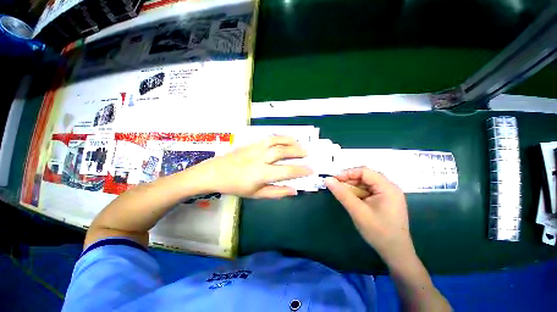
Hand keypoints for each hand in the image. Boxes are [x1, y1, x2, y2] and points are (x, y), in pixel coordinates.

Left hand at [197, 136, 312, 197]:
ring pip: (276, 141)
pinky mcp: (251, 143)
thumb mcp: (256, 194)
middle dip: (298, 152)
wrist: (216, 172)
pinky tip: (285, 139)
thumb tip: (294, 190)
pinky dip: (280, 137)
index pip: (286, 171)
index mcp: (261, 174)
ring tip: (299, 143)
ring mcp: (255, 149)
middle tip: (307, 154)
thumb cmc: (236, 186)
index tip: (311, 170)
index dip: (301, 170)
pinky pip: (268, 138)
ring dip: (290, 141)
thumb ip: (276, 192)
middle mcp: (260, 158)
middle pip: (283, 152)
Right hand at [324, 167, 414, 263]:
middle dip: (349, 180)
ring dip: (352, 186)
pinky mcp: (385, 200)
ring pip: (366, 183)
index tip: (333, 180)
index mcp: (387, 187)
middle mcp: (390, 187)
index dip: (347, 173)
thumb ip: (342, 194)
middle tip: (336, 187)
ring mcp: (388, 194)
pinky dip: (358, 192)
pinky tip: (351, 198)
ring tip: (342, 193)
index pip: (364, 171)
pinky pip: (368, 190)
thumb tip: (327, 179)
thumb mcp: (357, 211)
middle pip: (365, 176)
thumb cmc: (378, 232)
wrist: (395, 253)